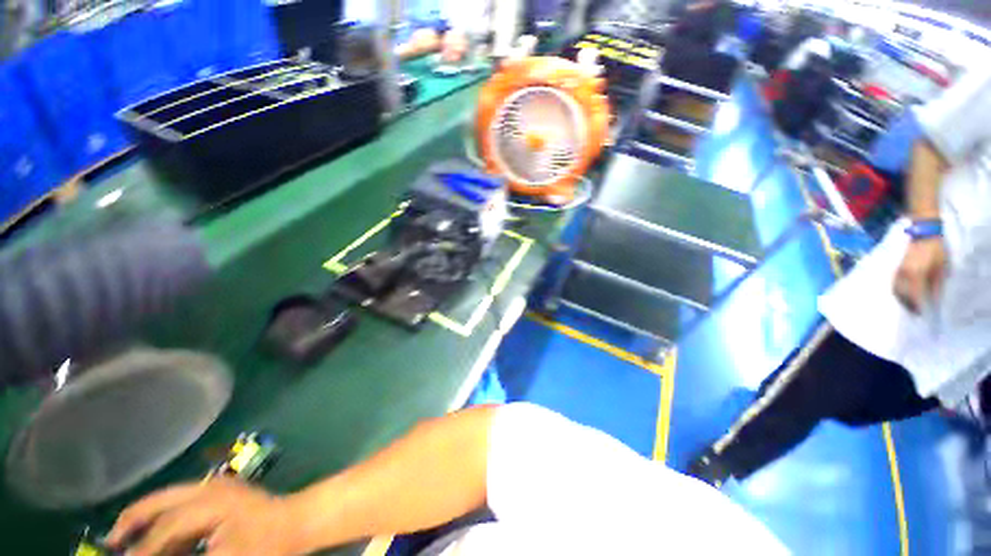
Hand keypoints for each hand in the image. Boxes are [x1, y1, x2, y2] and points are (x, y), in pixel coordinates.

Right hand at [108, 478, 297, 555]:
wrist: (299, 522)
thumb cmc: (267, 544)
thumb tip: (154, 554)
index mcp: (209, 503)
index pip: (165, 528)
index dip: (143, 550)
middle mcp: (210, 489)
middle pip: (161, 500)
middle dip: (133, 519)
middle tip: (111, 540)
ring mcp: (218, 488)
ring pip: (170, 499)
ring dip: (149, 518)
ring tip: (126, 537)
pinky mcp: (223, 494)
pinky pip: (184, 503)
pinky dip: (168, 519)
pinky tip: (160, 537)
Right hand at [893, 237, 947, 313]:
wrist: (924, 234)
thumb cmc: (936, 251)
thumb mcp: (941, 267)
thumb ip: (936, 284)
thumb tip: (933, 298)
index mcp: (916, 276)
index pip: (914, 296)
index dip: (917, 306)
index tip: (920, 314)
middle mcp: (904, 275)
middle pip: (902, 294)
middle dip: (907, 304)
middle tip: (913, 312)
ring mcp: (898, 270)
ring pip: (896, 289)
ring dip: (901, 298)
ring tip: (907, 304)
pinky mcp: (897, 267)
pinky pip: (894, 283)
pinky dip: (897, 290)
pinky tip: (902, 293)